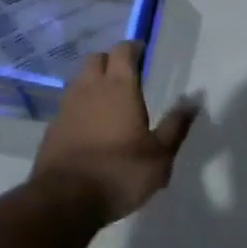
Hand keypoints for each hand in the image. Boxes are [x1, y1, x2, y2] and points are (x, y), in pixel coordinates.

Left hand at [33, 41, 197, 224]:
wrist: (65, 199)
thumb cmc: (119, 173)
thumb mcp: (159, 155)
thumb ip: (176, 125)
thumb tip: (194, 99)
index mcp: (119, 87)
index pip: (122, 50)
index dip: (133, 48)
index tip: (142, 53)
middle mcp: (90, 87)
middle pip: (96, 58)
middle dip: (110, 61)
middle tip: (125, 75)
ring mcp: (67, 105)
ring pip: (80, 79)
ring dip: (93, 81)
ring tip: (107, 99)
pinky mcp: (52, 126)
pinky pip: (68, 103)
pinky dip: (79, 105)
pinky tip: (88, 124)